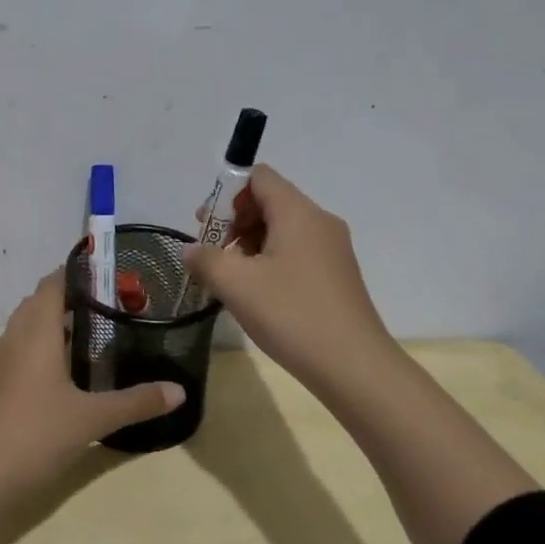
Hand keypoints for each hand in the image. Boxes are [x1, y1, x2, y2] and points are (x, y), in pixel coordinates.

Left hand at [0, 270, 185, 504]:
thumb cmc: (33, 435)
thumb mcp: (91, 419)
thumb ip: (136, 402)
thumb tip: (180, 391)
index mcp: (35, 330)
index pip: (54, 282)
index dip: (82, 272)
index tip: (116, 274)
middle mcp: (15, 337)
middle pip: (42, 301)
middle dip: (76, 298)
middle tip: (118, 305)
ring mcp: (3, 363)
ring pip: (32, 328)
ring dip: (60, 324)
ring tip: (103, 333)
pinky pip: (26, 351)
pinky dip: (49, 349)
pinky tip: (74, 371)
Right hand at [185, 165, 394, 392]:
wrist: (353, 367)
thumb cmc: (291, 315)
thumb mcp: (236, 284)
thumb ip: (206, 259)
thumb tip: (192, 249)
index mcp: (298, 213)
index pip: (259, 176)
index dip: (227, 192)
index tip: (206, 225)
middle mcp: (319, 222)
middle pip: (270, 201)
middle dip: (234, 220)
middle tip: (211, 253)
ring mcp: (332, 249)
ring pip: (282, 229)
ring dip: (249, 243)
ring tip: (229, 277)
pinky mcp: (336, 275)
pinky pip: (295, 252)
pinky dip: (269, 260)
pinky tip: (255, 293)